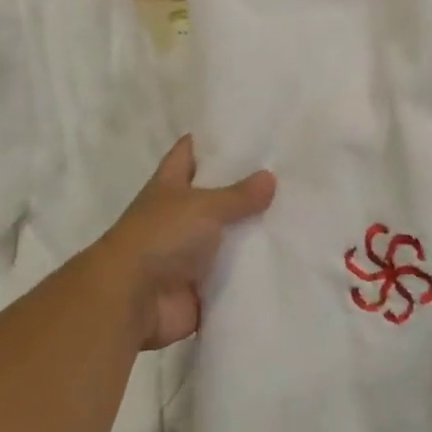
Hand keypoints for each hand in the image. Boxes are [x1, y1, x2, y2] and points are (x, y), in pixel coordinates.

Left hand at [94, 136, 275, 349]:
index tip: (245, 130)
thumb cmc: (161, 237)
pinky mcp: (202, 285)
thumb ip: (238, 195)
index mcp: (170, 185)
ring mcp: (190, 252)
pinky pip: (233, 274)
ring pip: (228, 236)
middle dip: (245, 187)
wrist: (133, 301)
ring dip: (254, 231)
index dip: (211, 141)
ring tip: (298, 214)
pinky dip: (254, 271)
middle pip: (215, 195)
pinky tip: (287, 257)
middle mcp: (179, 215)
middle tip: (287, 172)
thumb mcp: (203, 206)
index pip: (189, 152)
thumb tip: (269, 177)